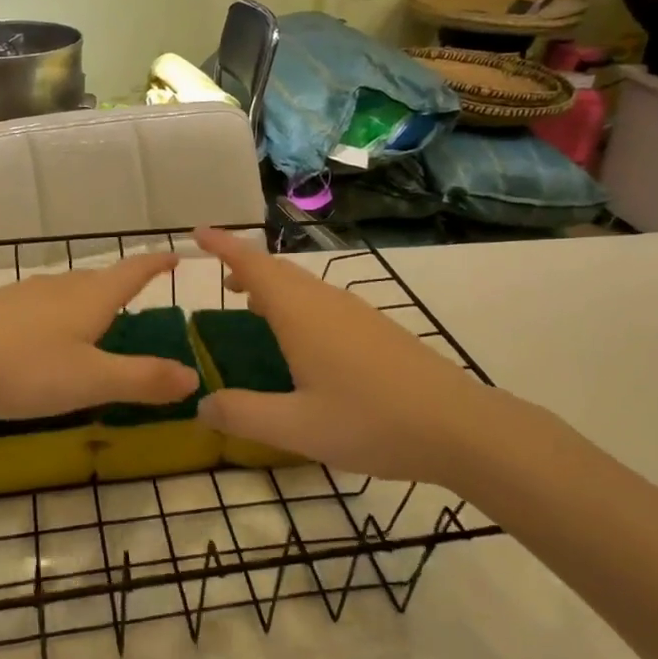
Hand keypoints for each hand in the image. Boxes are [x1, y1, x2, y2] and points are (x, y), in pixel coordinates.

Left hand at [0, 252, 199, 421]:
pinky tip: (40, 333)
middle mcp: (58, 288)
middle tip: (136, 293)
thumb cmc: (22, 367)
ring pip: (65, 290)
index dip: (156, 263)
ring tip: (93, 314)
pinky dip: (54, 313)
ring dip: (86, 297)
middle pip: (98, 278)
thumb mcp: (90, 381)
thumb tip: (194, 376)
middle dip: (121, 283)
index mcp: (90, 299)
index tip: (176, 254)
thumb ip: (142, 379)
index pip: (133, 272)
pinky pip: (37, 304)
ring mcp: (22, 295)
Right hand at [192, 227, 537, 485]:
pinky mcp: (376, 329)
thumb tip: (201, 406)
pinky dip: (297, 304)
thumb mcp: (297, 426)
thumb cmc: (371, 422)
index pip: (253, 265)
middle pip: (279, 270)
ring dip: (273, 286)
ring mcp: (356, 313)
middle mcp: (326, 302)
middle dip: (245, 266)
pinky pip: (323, 301)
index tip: (197, 232)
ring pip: (303, 285)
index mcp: (301, 313)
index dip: (224, 245)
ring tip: (252, 305)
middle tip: (220, 277)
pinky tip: (301, 338)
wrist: (459, 426)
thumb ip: (243, 414)